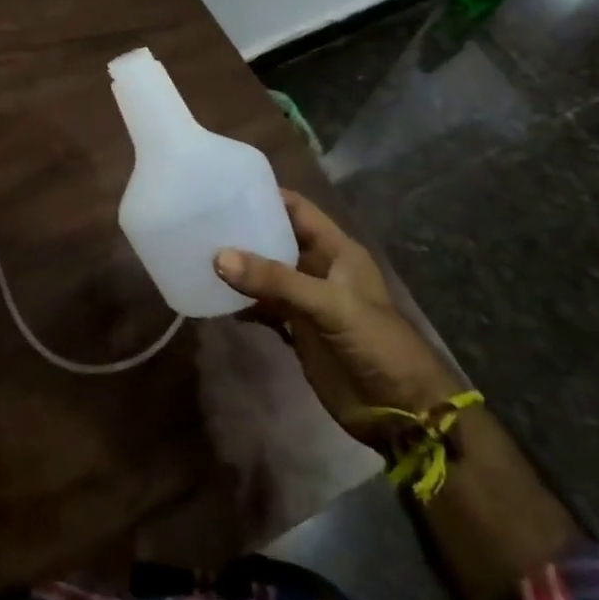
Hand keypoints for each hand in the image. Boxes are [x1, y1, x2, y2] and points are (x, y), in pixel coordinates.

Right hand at [216, 191, 464, 436]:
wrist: (400, 410)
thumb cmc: (375, 342)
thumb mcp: (328, 304)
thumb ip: (276, 280)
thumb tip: (219, 257)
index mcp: (337, 250)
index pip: (297, 210)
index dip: (267, 196)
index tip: (226, 189)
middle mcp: (320, 269)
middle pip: (277, 240)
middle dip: (245, 232)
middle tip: (201, 222)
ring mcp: (307, 301)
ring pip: (268, 275)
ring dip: (240, 270)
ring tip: (199, 257)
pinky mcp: (298, 330)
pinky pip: (264, 308)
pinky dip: (243, 303)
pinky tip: (216, 300)